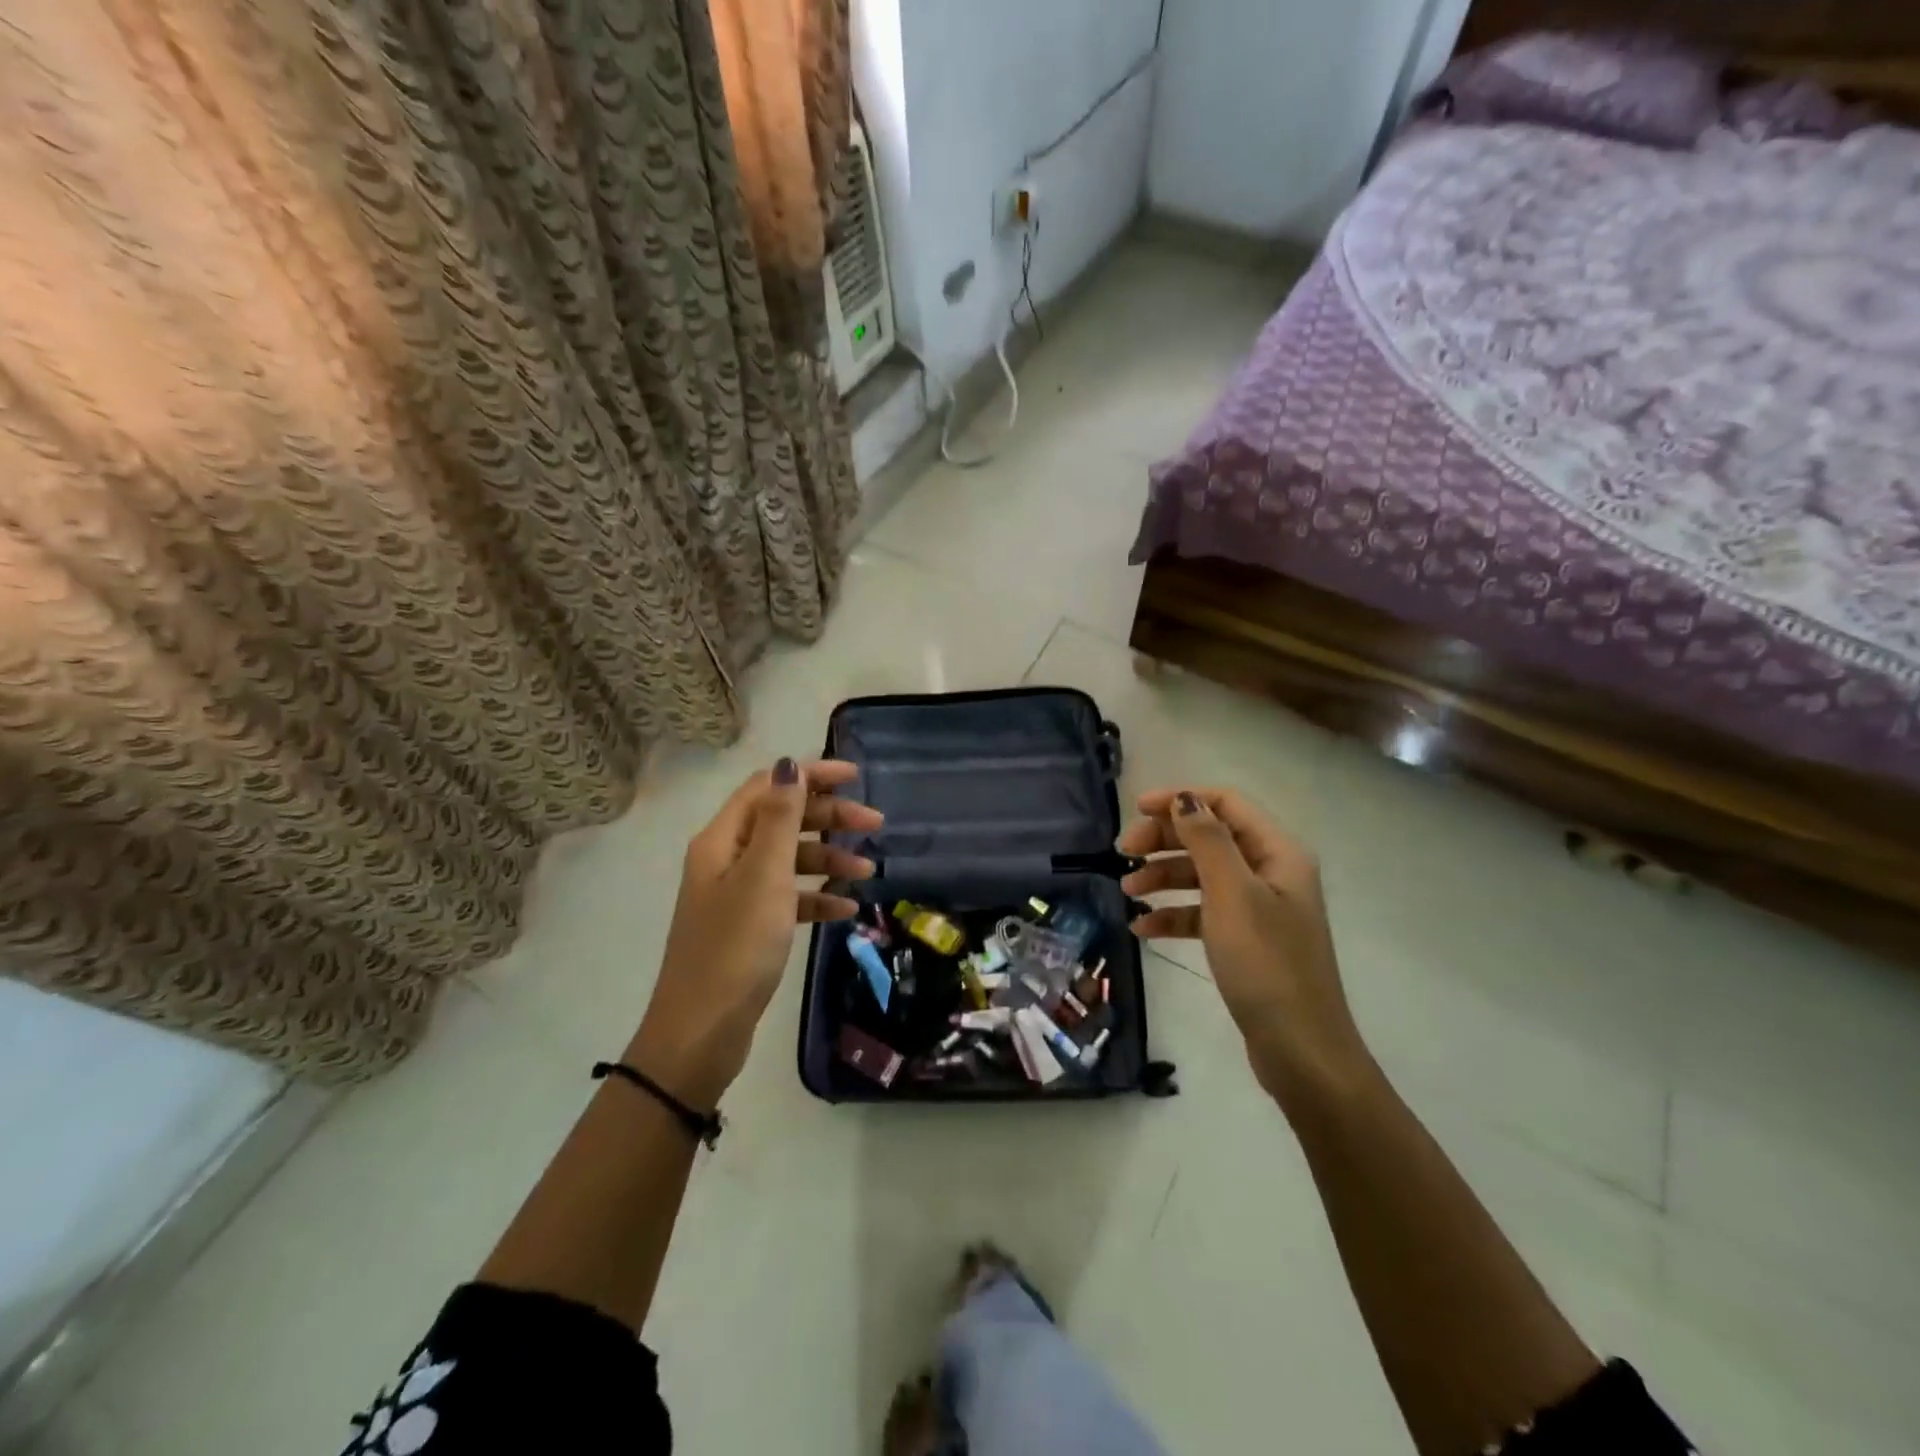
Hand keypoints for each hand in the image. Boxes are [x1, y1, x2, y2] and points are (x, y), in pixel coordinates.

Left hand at [627, 757, 881, 1107]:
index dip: (811, 776)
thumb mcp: (764, 877)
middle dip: (829, 817)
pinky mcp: (748, 925)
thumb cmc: (736, 947)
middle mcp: (726, 858)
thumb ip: (779, 819)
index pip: (769, 787)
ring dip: (828, 857)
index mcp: (722, 839)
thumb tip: (788, 764)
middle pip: (783, 820)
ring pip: (789, 858)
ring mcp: (736, 893)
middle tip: (875, 823)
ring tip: (869, 869)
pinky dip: (816, 896)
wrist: (701, 1031)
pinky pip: (788, 897)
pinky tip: (846, 907)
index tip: (856, 777)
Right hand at [1120, 788, 1372, 1101]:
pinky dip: (1174, 915)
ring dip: (1163, 877)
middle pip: (1210, 837)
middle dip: (1165, 840)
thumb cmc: (1266, 964)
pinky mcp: (1246, 940)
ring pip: (1202, 875)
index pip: (1226, 804)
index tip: (1135, 810)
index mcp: (1278, 853)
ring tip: (1127, 892)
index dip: (1181, 799)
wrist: (1300, 1050)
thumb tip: (1184, 799)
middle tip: (1123, 853)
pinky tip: (1143, 928)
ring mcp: (1259, 908)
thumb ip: (1207, 841)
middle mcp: (1271, 872)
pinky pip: (1204, 912)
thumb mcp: (1232, 895)